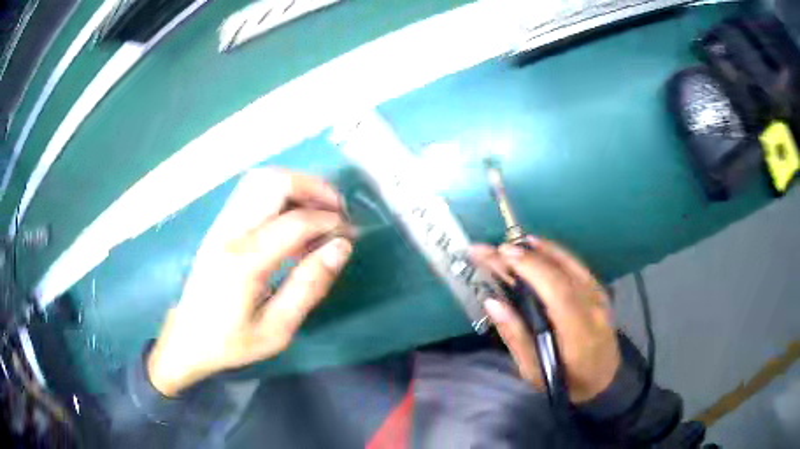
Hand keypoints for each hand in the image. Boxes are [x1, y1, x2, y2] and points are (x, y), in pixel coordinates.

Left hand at [147, 168, 352, 396]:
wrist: (187, 338)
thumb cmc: (231, 342)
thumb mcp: (277, 330)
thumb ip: (309, 287)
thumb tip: (341, 247)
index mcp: (244, 262)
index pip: (295, 222)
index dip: (330, 222)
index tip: (349, 235)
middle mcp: (230, 232)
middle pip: (274, 182)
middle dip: (314, 188)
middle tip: (337, 212)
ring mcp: (221, 224)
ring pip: (261, 179)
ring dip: (297, 186)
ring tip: (319, 211)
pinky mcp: (219, 225)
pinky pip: (253, 192)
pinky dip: (281, 194)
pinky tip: (293, 218)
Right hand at [471, 237, 620, 403]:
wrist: (605, 378)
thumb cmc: (566, 382)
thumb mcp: (535, 373)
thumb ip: (515, 337)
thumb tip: (492, 302)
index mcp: (579, 335)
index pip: (558, 293)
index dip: (531, 269)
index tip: (500, 255)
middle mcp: (593, 309)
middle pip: (561, 273)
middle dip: (524, 257)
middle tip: (490, 249)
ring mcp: (599, 296)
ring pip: (569, 263)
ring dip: (537, 250)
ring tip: (508, 246)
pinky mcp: (599, 289)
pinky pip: (576, 264)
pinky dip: (554, 251)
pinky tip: (535, 244)